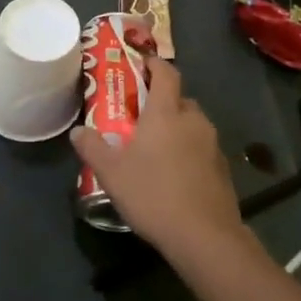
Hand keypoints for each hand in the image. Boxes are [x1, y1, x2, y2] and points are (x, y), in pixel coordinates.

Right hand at [69, 59, 244, 259]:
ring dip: (177, 127)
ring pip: (193, 124)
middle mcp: (193, 121)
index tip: (141, 65)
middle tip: (141, 115)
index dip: (154, 64)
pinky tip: (175, 173)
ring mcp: (212, 144)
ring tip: (156, 147)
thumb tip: (78, 131)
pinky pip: (202, 148)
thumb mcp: (112, 173)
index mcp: (166, 113)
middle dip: (162, 101)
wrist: (204, 236)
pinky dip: (189, 150)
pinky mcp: (223, 168)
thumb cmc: (153, 194)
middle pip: (180, 98)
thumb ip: (92, 147)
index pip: (166, 73)